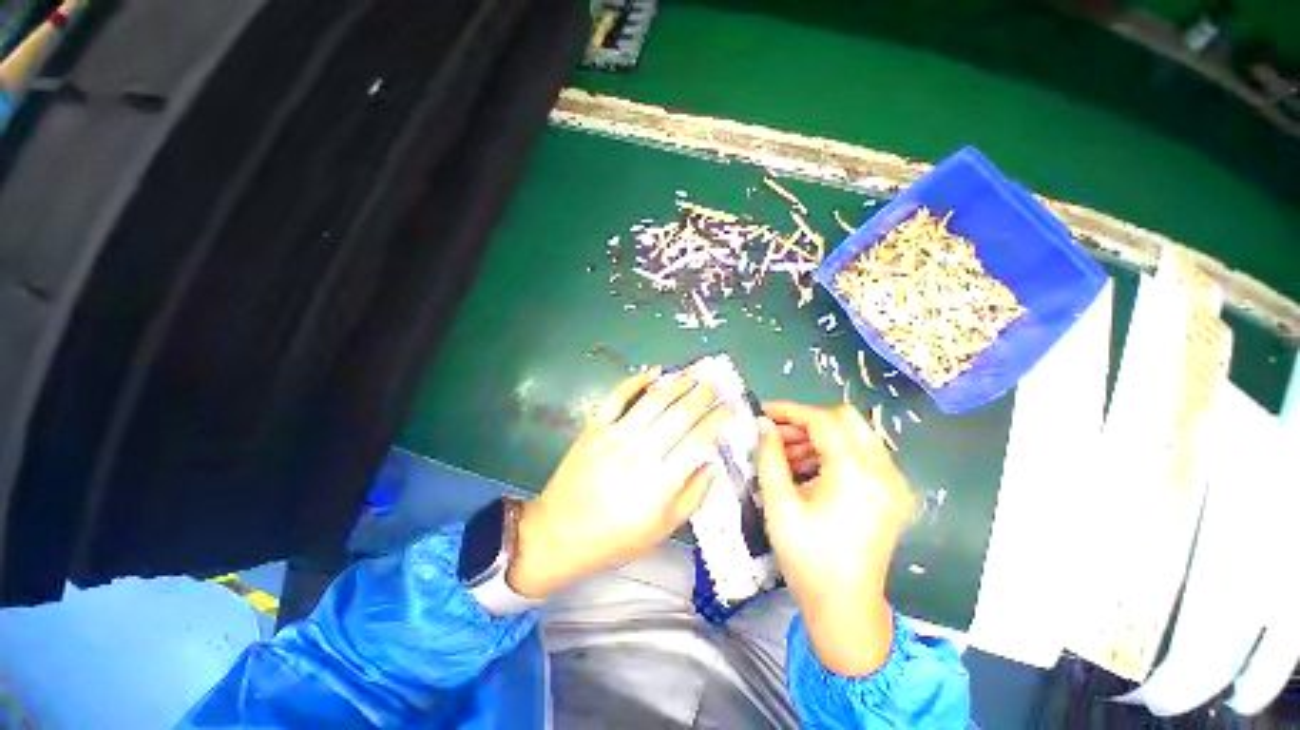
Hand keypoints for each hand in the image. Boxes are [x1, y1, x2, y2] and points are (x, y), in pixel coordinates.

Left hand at [507, 369, 732, 598]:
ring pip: (653, 400)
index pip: (698, 440)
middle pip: (679, 414)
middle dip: (702, 395)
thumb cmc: (616, 537)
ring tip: (693, 373)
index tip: (730, 407)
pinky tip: (652, 371)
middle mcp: (641, 452)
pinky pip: (617, 396)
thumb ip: (693, 495)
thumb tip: (713, 464)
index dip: (717, 419)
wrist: (560, 532)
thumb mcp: (663, 528)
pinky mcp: (595, 427)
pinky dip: (635, 380)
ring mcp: (616, 435)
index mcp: (661, 481)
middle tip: (716, 383)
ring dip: (677, 383)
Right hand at [756, 401, 916, 675]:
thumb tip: (763, 425)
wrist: (845, 607)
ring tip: (786, 455)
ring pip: (853, 436)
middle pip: (845, 420)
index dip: (790, 411)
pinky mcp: (890, 493)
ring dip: (818, 438)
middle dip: (806, 422)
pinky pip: (860, 455)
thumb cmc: (808, 557)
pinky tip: (808, 470)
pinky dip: (832, 453)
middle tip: (777, 436)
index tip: (764, 412)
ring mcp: (891, 482)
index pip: (823, 421)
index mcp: (856, 473)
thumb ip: (770, 456)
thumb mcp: (779, 503)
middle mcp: (882, 471)